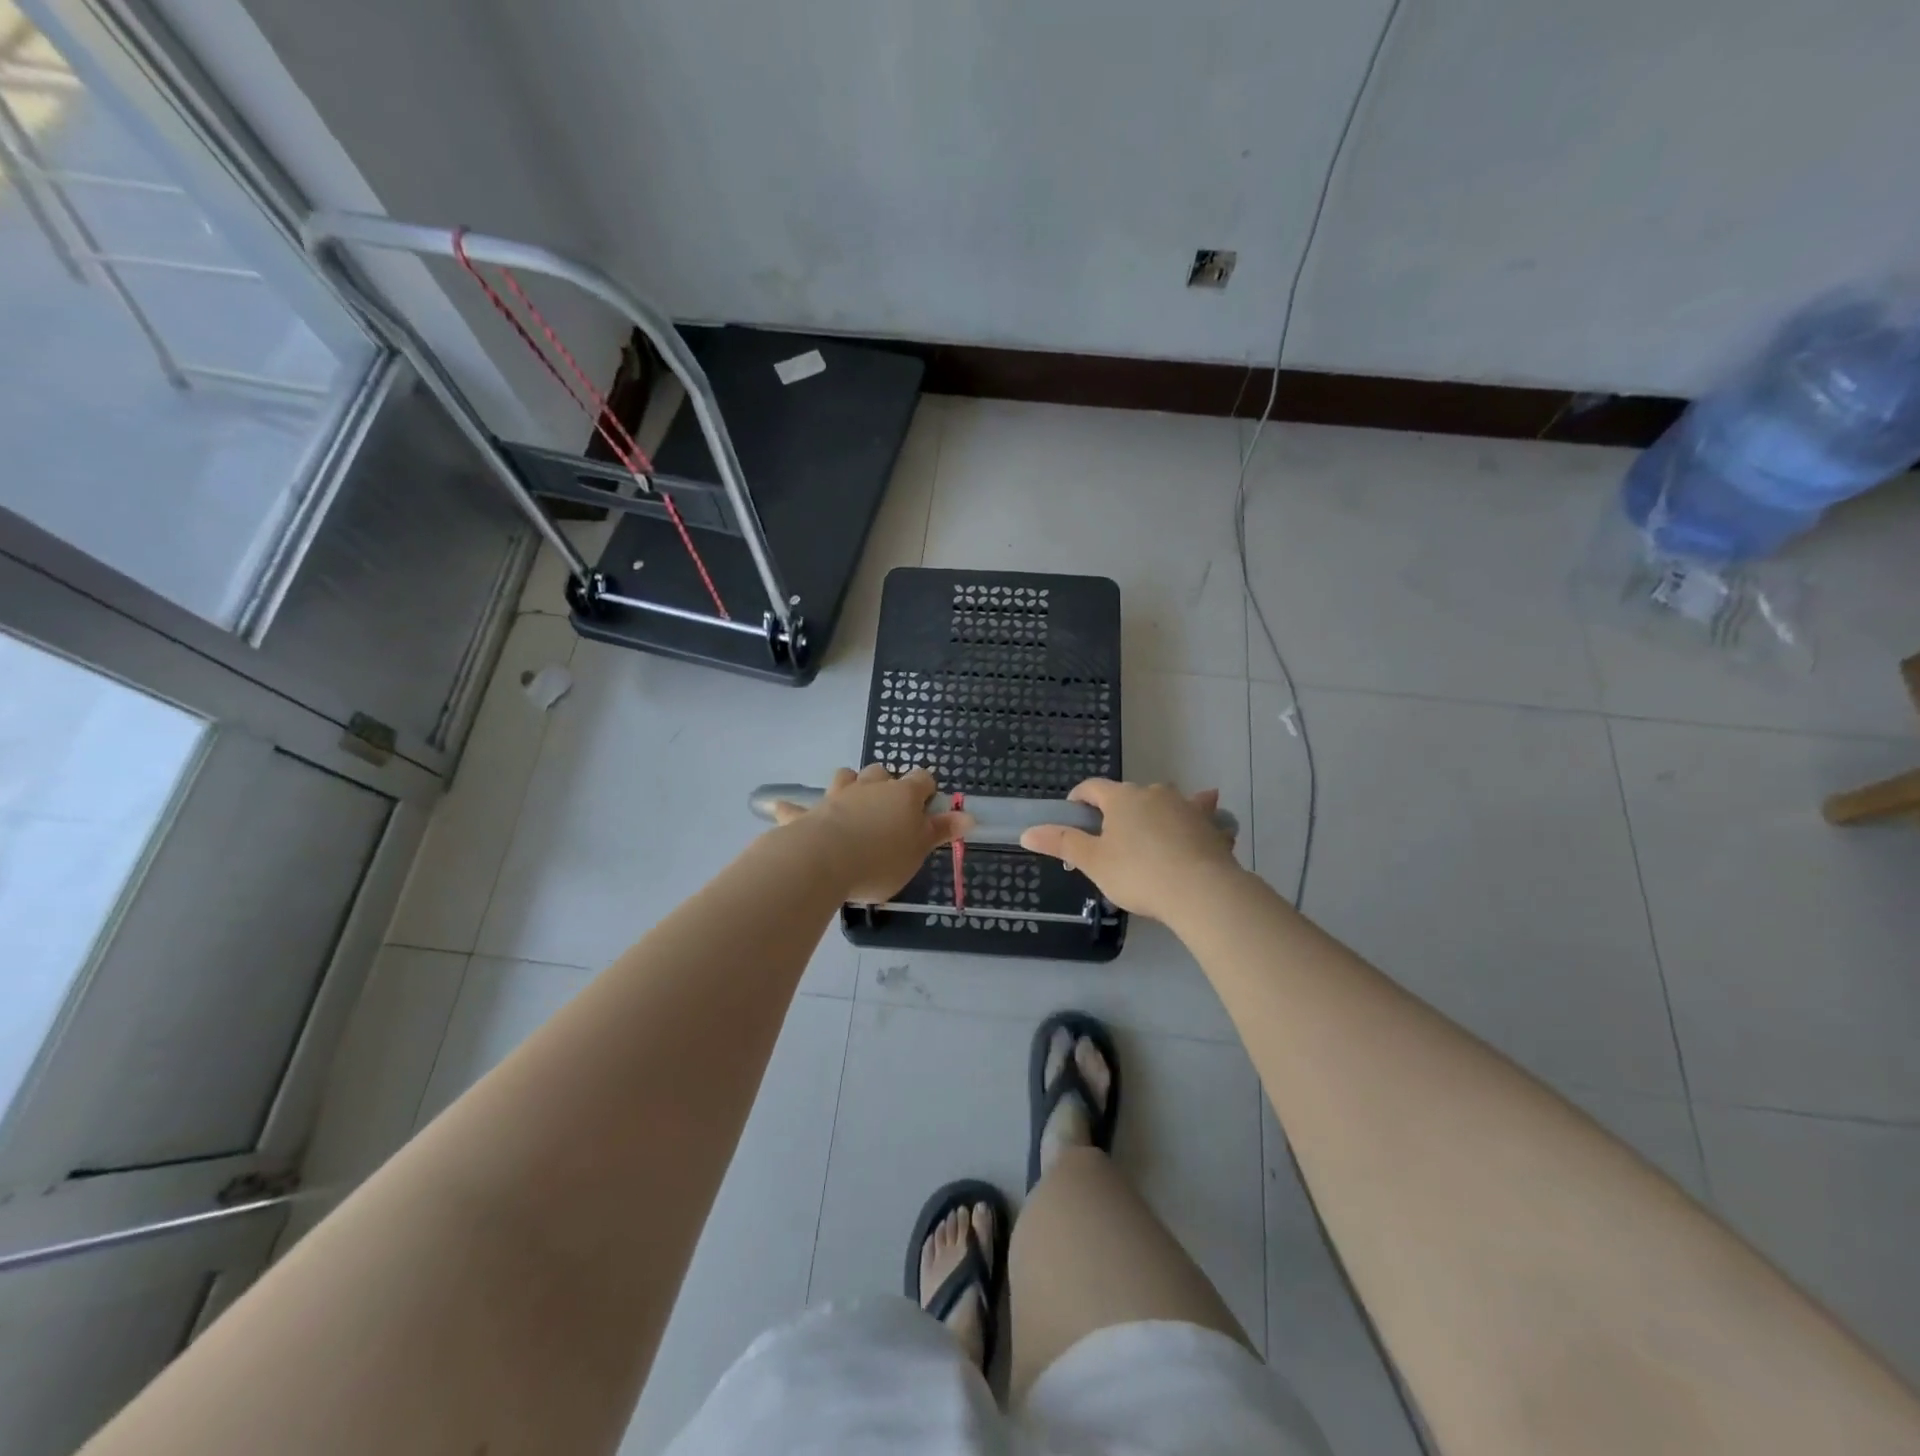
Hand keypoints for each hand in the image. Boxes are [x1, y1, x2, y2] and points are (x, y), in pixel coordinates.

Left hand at [774, 766, 972, 904]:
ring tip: (853, 801)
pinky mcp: (808, 813)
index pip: (922, 779)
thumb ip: (940, 832)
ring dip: (850, 784)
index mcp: (903, 795)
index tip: (927, 805)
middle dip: (887, 784)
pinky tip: (782, 810)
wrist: (824, 861)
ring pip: (846, 777)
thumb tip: (969, 815)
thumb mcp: (918, 850)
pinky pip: (798, 807)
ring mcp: (837, 796)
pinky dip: (794, 808)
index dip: (926, 789)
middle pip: (881, 772)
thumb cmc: (880, 859)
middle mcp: (870, 788)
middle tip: (890, 809)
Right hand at [1020, 778, 1239, 922]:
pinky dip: (1197, 817)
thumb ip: (1062, 843)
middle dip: (1117, 813)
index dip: (1078, 799)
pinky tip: (1204, 823)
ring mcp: (1186, 805)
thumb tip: (1027, 832)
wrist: (1202, 891)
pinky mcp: (1211, 824)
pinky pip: (1200, 815)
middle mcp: (1153, 792)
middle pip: (1128, 795)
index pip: (1091, 787)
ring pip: (1165, 802)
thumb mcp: (1094, 862)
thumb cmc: (1138, 873)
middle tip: (1111, 843)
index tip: (1073, 817)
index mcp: (1121, 797)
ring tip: (1152, 834)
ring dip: (1156, 812)